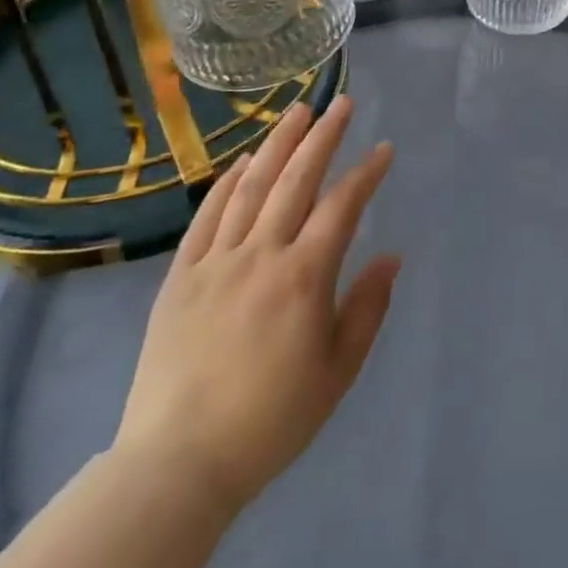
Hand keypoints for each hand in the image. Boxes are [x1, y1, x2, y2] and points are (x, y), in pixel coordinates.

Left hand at [113, 96, 397, 514]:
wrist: (177, 464)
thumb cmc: (270, 420)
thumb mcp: (337, 371)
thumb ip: (367, 308)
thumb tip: (390, 256)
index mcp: (303, 276)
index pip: (343, 206)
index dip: (366, 173)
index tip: (383, 149)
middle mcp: (261, 255)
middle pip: (296, 180)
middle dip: (323, 136)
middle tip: (342, 103)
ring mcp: (216, 262)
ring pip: (251, 187)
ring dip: (277, 144)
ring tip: (297, 111)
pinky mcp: (180, 277)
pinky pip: (206, 217)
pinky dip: (227, 183)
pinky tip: (244, 161)